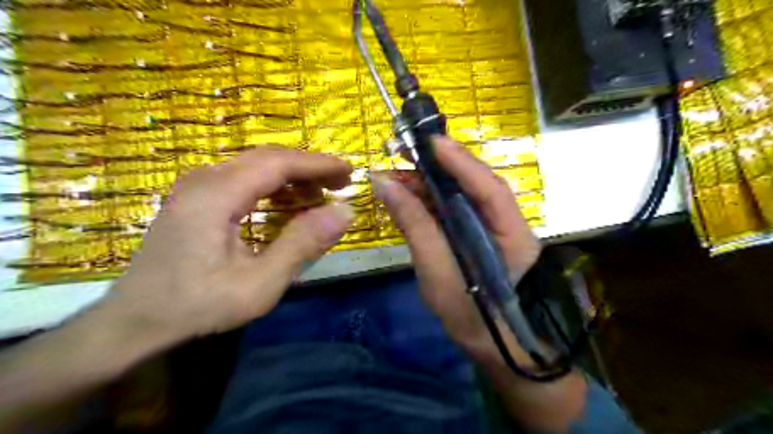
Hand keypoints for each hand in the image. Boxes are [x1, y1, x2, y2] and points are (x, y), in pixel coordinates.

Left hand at [107, 148, 352, 341]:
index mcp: (217, 195)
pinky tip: (286, 204)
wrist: (135, 322)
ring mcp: (196, 187)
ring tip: (319, 195)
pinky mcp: (196, 198)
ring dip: (291, 177)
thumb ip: (303, 244)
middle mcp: (205, 179)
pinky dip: (272, 187)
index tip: (349, 172)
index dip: (318, 165)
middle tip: (340, 184)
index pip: (278, 163)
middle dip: (308, 168)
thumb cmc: (198, 306)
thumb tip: (345, 212)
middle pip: (267, 158)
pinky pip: (242, 179)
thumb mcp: (259, 283)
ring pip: (254, 166)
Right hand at [372, 137, 538, 356]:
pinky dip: (429, 198)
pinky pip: (452, 206)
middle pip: (475, 184)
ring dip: (429, 181)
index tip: (430, 142)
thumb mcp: (435, 270)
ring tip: (397, 175)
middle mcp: (507, 222)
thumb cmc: (465, 312)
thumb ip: (414, 224)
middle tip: (405, 153)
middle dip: (440, 166)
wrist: (482, 337)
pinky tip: (407, 193)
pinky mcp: (474, 230)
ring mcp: (491, 225)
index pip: (490, 189)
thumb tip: (384, 183)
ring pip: (461, 192)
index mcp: (513, 235)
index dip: (461, 162)